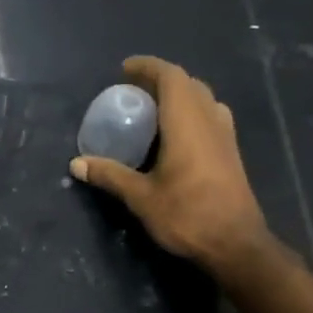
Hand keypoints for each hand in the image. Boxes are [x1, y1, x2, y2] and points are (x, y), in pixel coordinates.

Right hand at [70, 56, 269, 275]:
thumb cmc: (187, 216)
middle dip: (161, 80)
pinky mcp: (231, 153)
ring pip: (203, 99)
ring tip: (153, 110)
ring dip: (179, 95)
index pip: (171, 77)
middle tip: (134, 92)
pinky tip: (174, 135)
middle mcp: (209, 121)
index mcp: (187, 123)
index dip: (148, 67)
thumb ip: (109, 175)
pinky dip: (190, 112)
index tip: (124, 69)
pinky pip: (210, 116)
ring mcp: (225, 137)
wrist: (237, 246)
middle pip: (189, 84)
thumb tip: (76, 163)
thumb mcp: (141, 197)